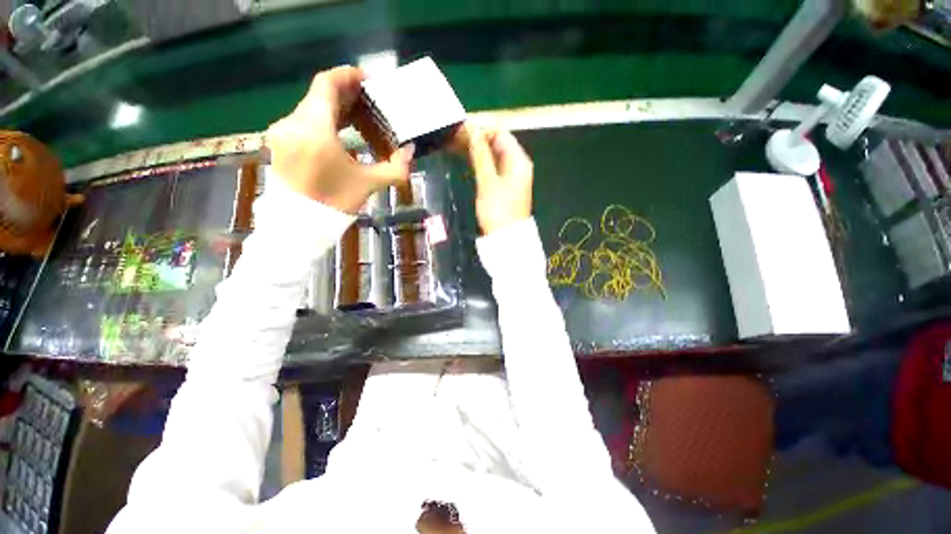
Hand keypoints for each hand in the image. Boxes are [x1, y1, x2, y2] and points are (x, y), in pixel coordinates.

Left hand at [266, 66, 413, 213]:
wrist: (299, 225)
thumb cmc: (334, 204)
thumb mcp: (368, 184)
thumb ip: (394, 168)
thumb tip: (410, 151)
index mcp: (314, 129)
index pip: (327, 84)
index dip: (348, 75)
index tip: (368, 79)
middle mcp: (293, 123)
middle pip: (320, 95)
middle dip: (346, 94)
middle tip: (370, 101)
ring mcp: (282, 133)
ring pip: (311, 108)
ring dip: (336, 109)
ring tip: (359, 117)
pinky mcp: (280, 143)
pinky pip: (304, 122)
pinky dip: (324, 121)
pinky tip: (340, 131)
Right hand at [464, 123, 533, 234]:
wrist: (506, 238)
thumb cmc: (498, 211)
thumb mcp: (488, 182)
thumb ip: (481, 155)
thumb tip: (473, 131)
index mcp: (518, 160)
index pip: (501, 133)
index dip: (481, 128)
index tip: (461, 128)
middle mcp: (517, 164)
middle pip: (497, 142)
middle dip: (477, 137)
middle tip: (454, 136)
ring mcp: (511, 175)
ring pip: (493, 154)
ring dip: (476, 149)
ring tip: (455, 144)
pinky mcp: (504, 184)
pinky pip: (492, 165)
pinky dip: (480, 161)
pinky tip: (466, 158)